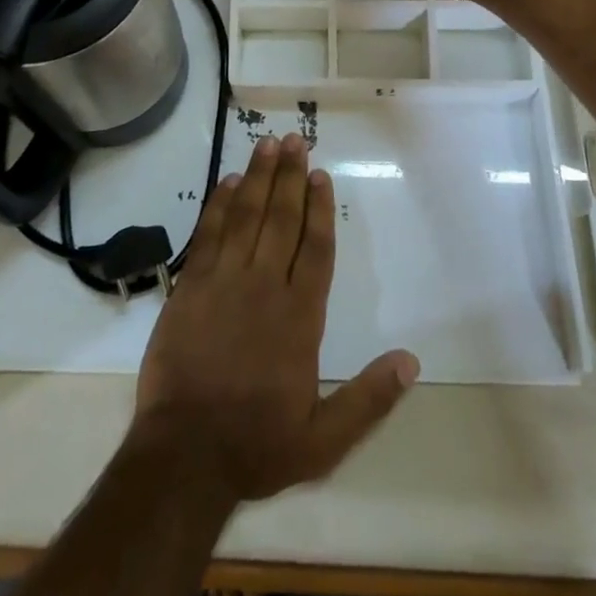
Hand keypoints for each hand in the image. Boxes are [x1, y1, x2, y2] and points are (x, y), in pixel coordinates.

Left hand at [133, 134, 419, 502]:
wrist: (184, 455)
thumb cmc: (256, 446)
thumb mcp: (324, 440)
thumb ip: (369, 400)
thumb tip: (411, 362)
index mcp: (300, 318)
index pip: (316, 249)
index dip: (320, 209)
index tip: (321, 175)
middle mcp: (265, 287)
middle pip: (282, 219)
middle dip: (290, 177)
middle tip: (295, 140)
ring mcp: (224, 282)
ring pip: (247, 216)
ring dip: (258, 177)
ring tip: (268, 144)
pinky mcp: (191, 286)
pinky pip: (209, 234)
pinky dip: (220, 205)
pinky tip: (229, 182)